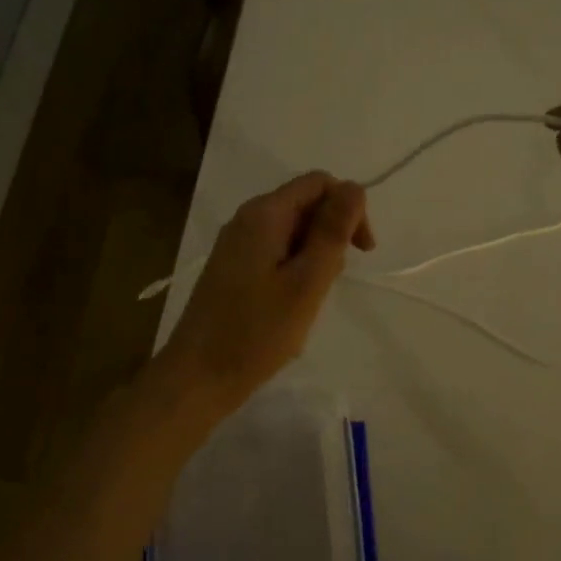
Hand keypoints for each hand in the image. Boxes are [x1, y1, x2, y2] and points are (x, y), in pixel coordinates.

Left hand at [155, 172, 375, 413]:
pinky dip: (295, 269)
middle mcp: (247, 219)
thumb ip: (332, 232)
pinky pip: (275, 252)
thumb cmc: (257, 332)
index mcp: (264, 214)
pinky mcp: (233, 268)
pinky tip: (292, 303)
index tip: (362, 251)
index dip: (349, 207)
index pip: (319, 183)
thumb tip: (355, 187)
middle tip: (333, 281)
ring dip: (315, 255)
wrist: (197, 378)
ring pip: (292, 231)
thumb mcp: (307, 281)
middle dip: (332, 233)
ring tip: (311, 298)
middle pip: (305, 203)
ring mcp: (236, 244)